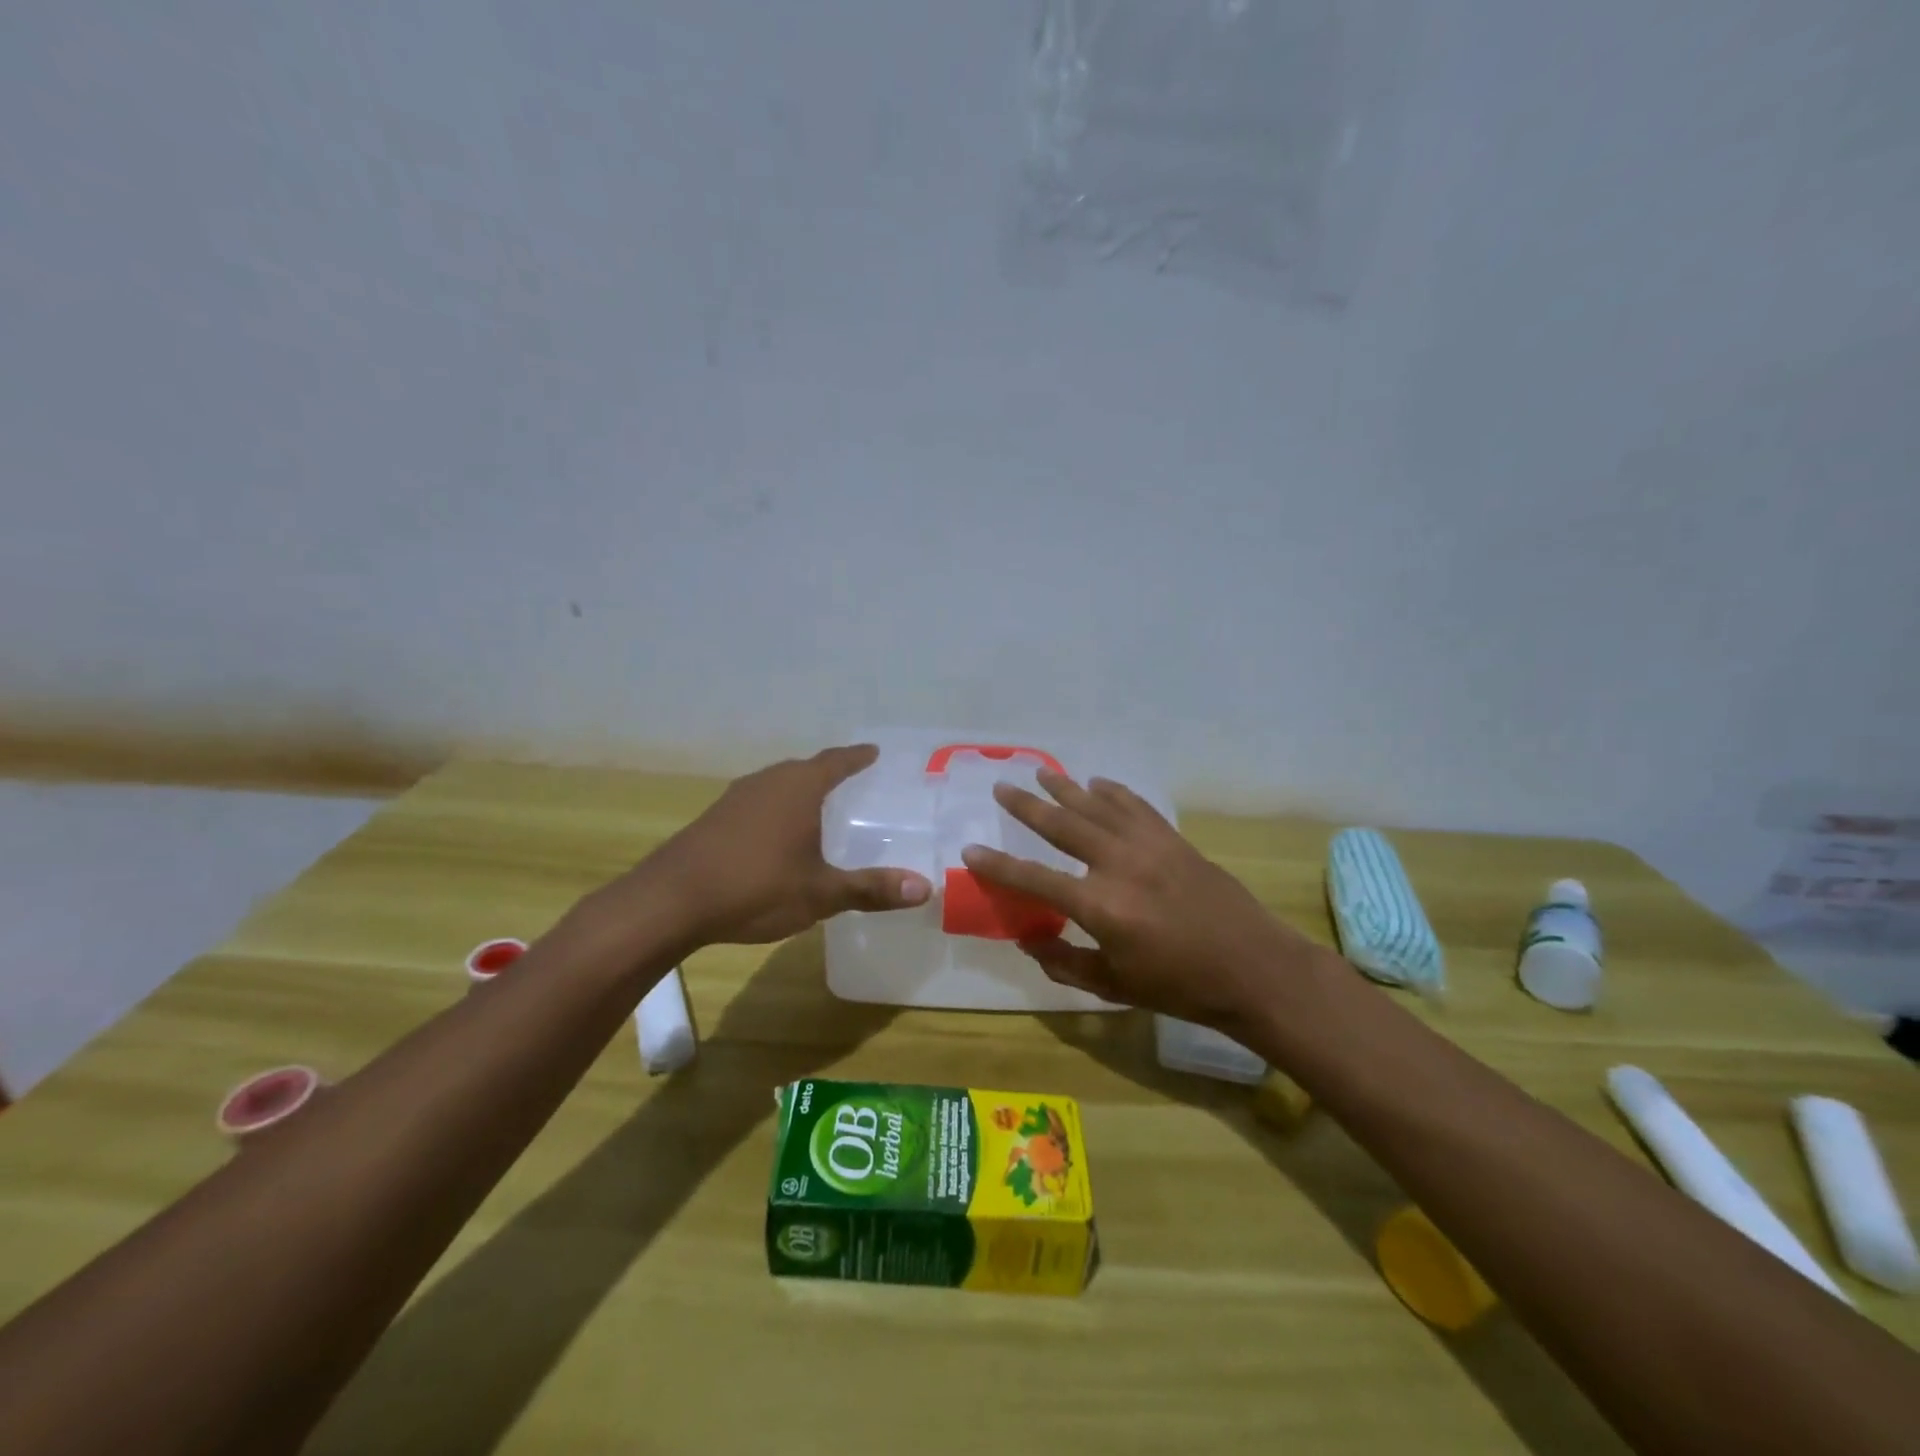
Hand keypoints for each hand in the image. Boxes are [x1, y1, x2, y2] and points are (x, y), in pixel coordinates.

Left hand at [638, 745, 930, 944]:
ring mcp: (737, 798)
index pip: (836, 761)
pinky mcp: (715, 817)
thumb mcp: (821, 893)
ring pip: (779, 784)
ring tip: (819, 806)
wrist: (670, 901)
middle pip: (806, 768)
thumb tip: (925, 888)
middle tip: (854, 781)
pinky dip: (777, 808)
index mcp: (799, 788)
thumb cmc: (755, 887)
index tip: (874, 751)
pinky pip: (759, 801)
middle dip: (830, 772)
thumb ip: (872, 888)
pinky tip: (778, 834)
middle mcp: (768, 782)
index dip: (857, 757)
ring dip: (801, 790)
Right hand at [961, 770, 1316, 1035]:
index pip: (1034, 879)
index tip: (971, 850)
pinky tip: (1098, 783)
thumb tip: (1028, 940)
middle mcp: (1118, 865)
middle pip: (1063, 826)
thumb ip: (1066, 963)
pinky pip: (1136, 807)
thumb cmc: (1181, 987)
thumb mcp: (1116, 986)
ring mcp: (1149, 847)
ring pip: (1097, 807)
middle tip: (1002, 786)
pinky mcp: (1173, 840)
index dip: (999, 866)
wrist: (1253, 968)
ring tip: (1042, 771)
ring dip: (1067, 788)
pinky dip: (1114, 793)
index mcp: (1100, 906)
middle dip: (1028, 805)